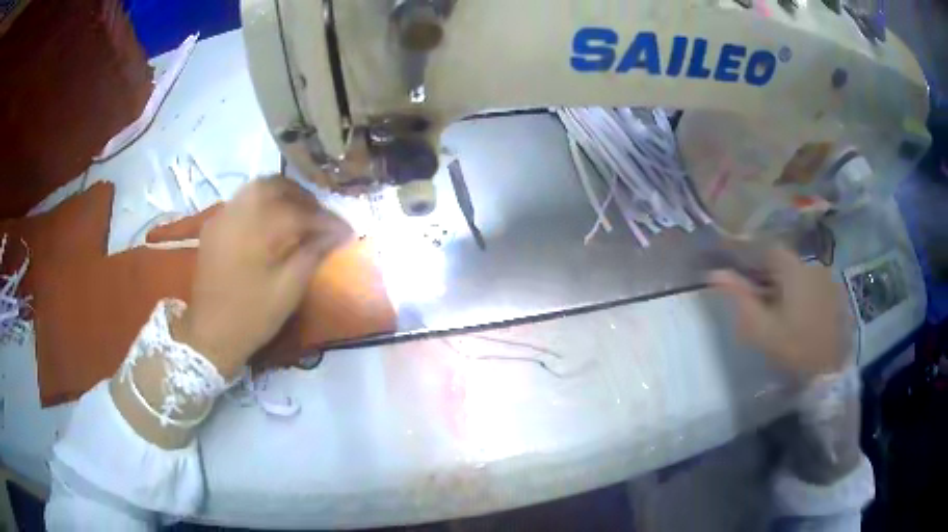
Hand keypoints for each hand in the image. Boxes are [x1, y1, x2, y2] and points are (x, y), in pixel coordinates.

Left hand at [174, 177, 352, 377]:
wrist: (210, 334)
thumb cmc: (252, 316)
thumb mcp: (288, 290)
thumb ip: (313, 254)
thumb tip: (338, 233)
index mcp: (257, 229)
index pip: (299, 213)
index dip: (325, 220)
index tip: (346, 230)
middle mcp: (238, 212)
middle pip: (275, 186)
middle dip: (302, 196)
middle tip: (321, 215)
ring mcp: (222, 217)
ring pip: (256, 188)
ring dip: (282, 195)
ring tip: (299, 214)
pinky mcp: (214, 226)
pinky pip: (242, 201)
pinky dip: (262, 203)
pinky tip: (271, 222)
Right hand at [709, 246, 851, 380]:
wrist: (831, 370)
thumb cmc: (795, 347)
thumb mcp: (762, 329)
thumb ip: (740, 299)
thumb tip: (715, 274)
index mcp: (793, 269)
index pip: (766, 248)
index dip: (748, 255)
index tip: (735, 268)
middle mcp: (811, 265)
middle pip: (781, 260)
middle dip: (764, 271)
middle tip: (751, 292)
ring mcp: (825, 278)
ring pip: (795, 271)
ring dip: (781, 282)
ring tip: (771, 305)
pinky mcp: (833, 293)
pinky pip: (808, 283)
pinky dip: (796, 291)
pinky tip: (793, 311)